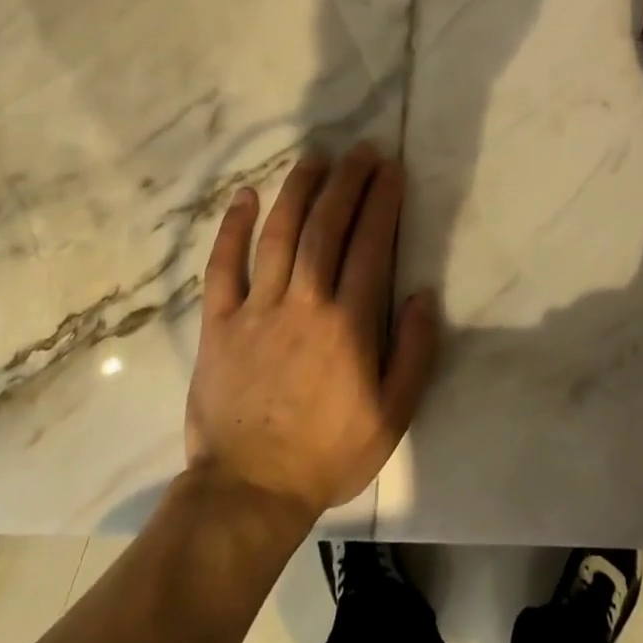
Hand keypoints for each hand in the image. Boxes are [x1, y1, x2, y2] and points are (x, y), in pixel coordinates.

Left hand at [184, 144, 439, 519]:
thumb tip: (423, 294)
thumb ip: (414, 352)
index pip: (371, 245)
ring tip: (316, 158)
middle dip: (347, 183)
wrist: (248, 492)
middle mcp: (304, 303)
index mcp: (349, 323)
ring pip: (279, 235)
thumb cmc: (328, 454)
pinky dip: (233, 229)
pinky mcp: (219, 324)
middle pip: (327, 227)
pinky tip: (245, 195)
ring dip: (299, 190)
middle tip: (362, 150)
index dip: (382, 201)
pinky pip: (223, 267)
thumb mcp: (392, 415)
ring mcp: (256, 309)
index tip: (391, 169)